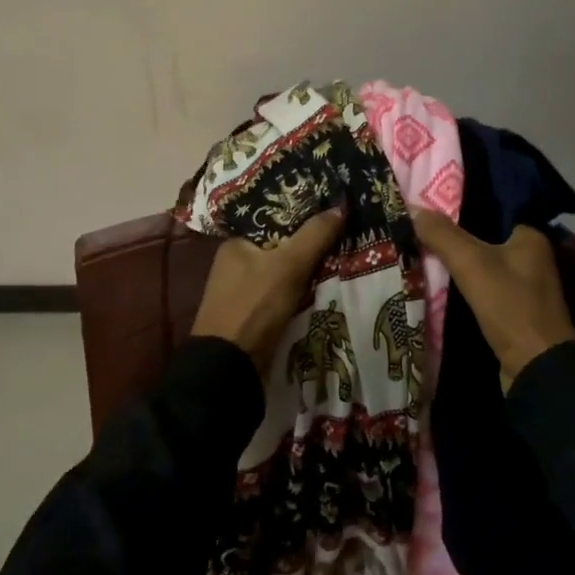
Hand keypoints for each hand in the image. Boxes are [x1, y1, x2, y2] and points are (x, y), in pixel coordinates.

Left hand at [191, 208, 346, 371]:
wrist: (229, 368)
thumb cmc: (254, 307)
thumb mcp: (288, 266)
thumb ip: (314, 235)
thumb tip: (340, 206)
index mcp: (236, 244)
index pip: (274, 220)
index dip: (303, 215)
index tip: (333, 213)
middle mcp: (236, 265)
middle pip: (281, 247)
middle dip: (310, 246)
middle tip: (346, 236)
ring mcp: (243, 293)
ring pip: (284, 274)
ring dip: (309, 272)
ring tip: (344, 261)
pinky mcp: (253, 317)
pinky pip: (284, 297)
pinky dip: (303, 294)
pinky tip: (327, 290)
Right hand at [411, 210, 574, 380]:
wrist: (536, 369)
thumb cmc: (510, 306)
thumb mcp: (472, 264)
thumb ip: (443, 235)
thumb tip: (413, 208)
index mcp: (530, 237)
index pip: (490, 209)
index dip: (458, 207)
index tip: (427, 204)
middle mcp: (530, 258)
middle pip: (482, 238)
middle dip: (451, 236)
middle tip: (415, 227)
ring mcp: (522, 287)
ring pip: (479, 265)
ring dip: (454, 263)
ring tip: (417, 250)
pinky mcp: (512, 311)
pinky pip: (480, 289)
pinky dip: (460, 286)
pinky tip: (433, 282)